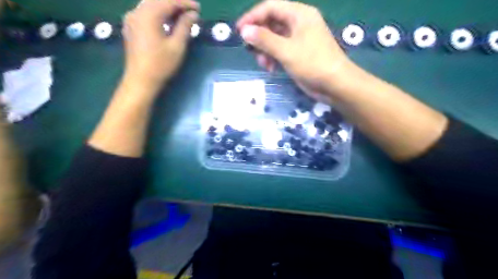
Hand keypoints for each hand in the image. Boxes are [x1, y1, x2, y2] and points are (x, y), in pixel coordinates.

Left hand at [122, 0, 198, 90]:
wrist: (141, 80)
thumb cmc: (161, 64)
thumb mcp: (177, 46)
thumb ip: (185, 27)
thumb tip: (193, 14)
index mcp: (148, 15)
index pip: (169, 1)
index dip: (185, 3)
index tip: (199, 8)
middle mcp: (137, 12)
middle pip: (158, 0)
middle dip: (176, 4)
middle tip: (192, 11)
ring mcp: (132, 19)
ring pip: (151, 5)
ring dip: (167, 8)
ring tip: (182, 16)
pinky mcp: (131, 27)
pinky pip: (146, 13)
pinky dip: (159, 14)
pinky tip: (168, 22)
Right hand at [238, 0, 350, 99]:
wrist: (335, 84)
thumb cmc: (313, 63)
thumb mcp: (286, 50)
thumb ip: (265, 39)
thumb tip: (245, 31)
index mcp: (299, 14)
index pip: (270, 7)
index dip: (252, 17)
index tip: (238, 31)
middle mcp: (298, 23)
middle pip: (271, 23)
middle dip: (259, 37)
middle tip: (250, 51)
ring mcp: (298, 39)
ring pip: (274, 39)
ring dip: (265, 50)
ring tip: (263, 64)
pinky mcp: (298, 53)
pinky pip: (280, 50)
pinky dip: (273, 58)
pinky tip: (270, 68)